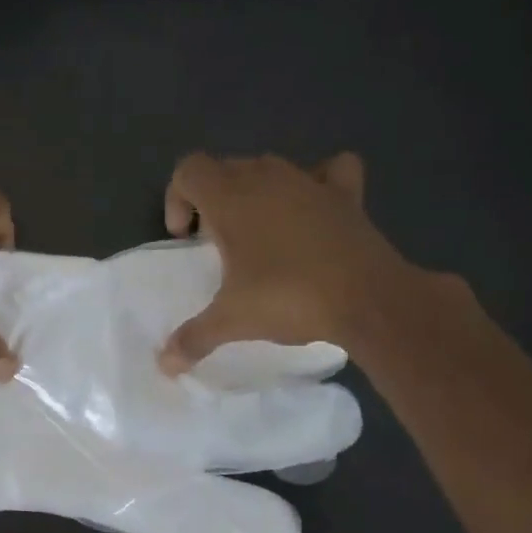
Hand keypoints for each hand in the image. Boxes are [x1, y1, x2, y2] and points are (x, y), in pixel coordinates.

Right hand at [158, 152, 411, 373]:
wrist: (366, 298)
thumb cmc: (286, 298)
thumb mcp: (231, 322)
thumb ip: (192, 338)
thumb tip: (165, 365)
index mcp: (231, 199)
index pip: (189, 170)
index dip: (177, 198)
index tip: (186, 239)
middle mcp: (267, 178)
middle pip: (226, 169)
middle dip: (213, 201)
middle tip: (217, 245)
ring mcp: (309, 181)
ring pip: (270, 168)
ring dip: (256, 193)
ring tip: (260, 236)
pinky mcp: (345, 194)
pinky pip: (329, 170)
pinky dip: (317, 183)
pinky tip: (313, 208)